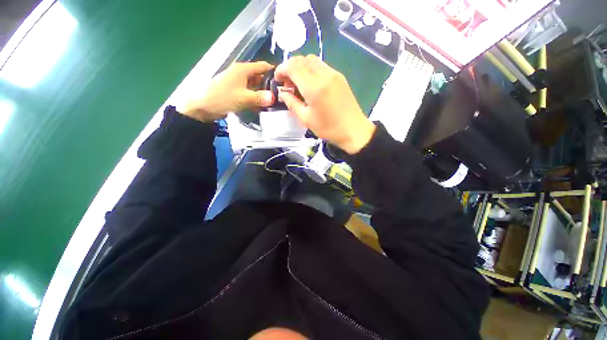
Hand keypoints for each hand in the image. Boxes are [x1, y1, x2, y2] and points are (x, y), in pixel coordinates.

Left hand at [182, 62, 274, 121]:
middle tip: (282, 96)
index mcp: (243, 69)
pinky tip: (264, 107)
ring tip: (276, 102)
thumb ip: (260, 98)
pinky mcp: (237, 93)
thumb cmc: (223, 98)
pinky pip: (251, 94)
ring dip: (264, 94)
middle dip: (270, 86)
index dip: (274, 72)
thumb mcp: (243, 98)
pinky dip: (257, 99)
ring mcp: (239, 84)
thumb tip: (274, 98)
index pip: (263, 66)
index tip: (285, 82)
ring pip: (256, 87)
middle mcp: (242, 74)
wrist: (203, 107)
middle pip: (261, 77)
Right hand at [275, 55, 374, 153]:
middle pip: (302, 59)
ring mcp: (334, 73)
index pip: (293, 65)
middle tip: (288, 85)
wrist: (353, 130)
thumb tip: (282, 93)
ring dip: (301, 68)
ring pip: (312, 60)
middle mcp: (324, 74)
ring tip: (300, 85)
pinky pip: (321, 66)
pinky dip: (311, 70)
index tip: (278, 80)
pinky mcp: (340, 76)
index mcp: (314, 87)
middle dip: (290, 68)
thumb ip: (292, 103)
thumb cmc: (329, 128)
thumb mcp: (306, 119)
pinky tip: (312, 85)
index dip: (282, 69)